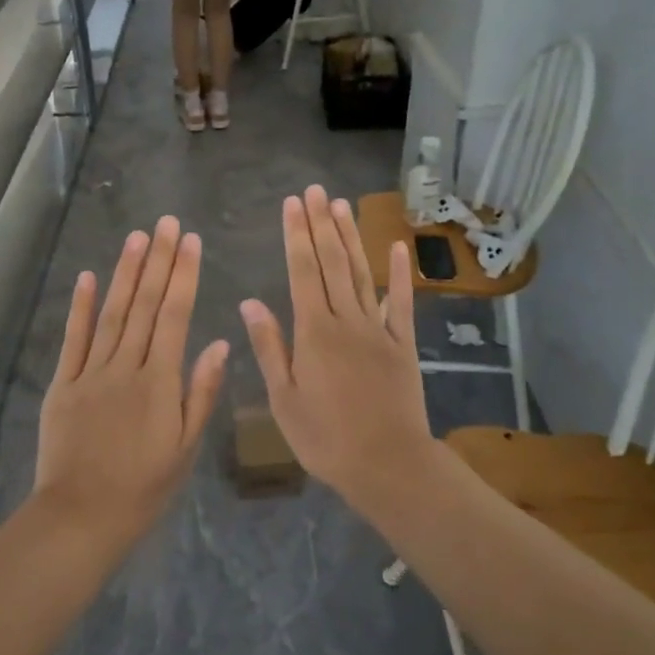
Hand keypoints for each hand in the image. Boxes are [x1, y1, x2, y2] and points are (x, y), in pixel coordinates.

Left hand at [34, 217, 229, 543]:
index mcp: (160, 381)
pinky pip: (73, 339)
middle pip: (145, 305)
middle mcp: (126, 366)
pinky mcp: (63, 384)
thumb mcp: (186, 447)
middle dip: (158, 261)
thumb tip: (219, 343)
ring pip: (111, 314)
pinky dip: (80, 308)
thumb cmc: (143, 487)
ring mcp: (91, 373)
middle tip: (166, 223)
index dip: (184, 275)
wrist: (81, 515)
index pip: (175, 316)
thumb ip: (201, 393)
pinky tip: (87, 277)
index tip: (190, 241)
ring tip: (137, 238)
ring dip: (125, 273)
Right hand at [240, 187, 434, 499]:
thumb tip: (251, 302)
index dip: (296, 236)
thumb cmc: (325, 438)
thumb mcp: (284, 399)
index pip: (303, 272)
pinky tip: (398, 248)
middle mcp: (347, 321)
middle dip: (321, 225)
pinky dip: (400, 275)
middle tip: (315, 191)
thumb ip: (270, 347)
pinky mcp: (404, 345)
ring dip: (352, 239)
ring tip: (342, 206)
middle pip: (333, 264)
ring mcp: (379, 330)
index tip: (292, 204)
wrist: (387, 464)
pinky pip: (402, 304)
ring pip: (363, 275)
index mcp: (314, 333)